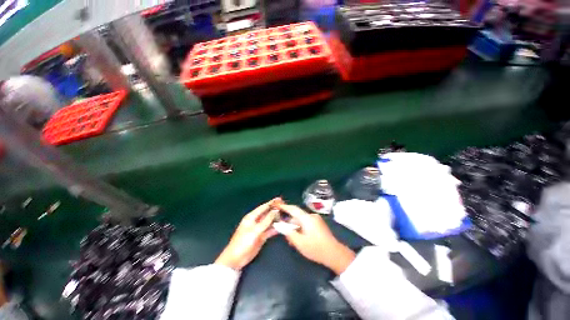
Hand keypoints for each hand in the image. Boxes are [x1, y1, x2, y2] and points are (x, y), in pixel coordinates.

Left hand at [215, 199, 279, 270]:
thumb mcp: (255, 231)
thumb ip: (266, 221)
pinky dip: (275, 228)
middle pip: (267, 214)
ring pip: (269, 222)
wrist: (236, 259)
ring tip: (286, 216)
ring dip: (276, 219)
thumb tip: (275, 211)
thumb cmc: (243, 242)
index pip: (263, 207)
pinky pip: (270, 230)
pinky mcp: (261, 236)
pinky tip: (282, 227)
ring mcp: (259, 229)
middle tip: (285, 207)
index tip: (279, 199)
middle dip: (275, 210)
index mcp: (251, 217)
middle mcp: (256, 221)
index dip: (271, 203)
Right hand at [278, 204, 355, 274]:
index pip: (293, 209)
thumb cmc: (316, 248)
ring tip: (291, 240)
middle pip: (297, 216)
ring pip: (301, 221)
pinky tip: (299, 239)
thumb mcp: (299, 242)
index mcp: (307, 218)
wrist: (335, 254)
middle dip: (289, 223)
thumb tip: (279, 225)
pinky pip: (307, 223)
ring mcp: (316, 220)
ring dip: (295, 227)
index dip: (285, 207)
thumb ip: (288, 232)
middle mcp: (311, 216)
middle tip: (283, 232)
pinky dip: (301, 229)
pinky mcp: (319, 224)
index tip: (277, 205)